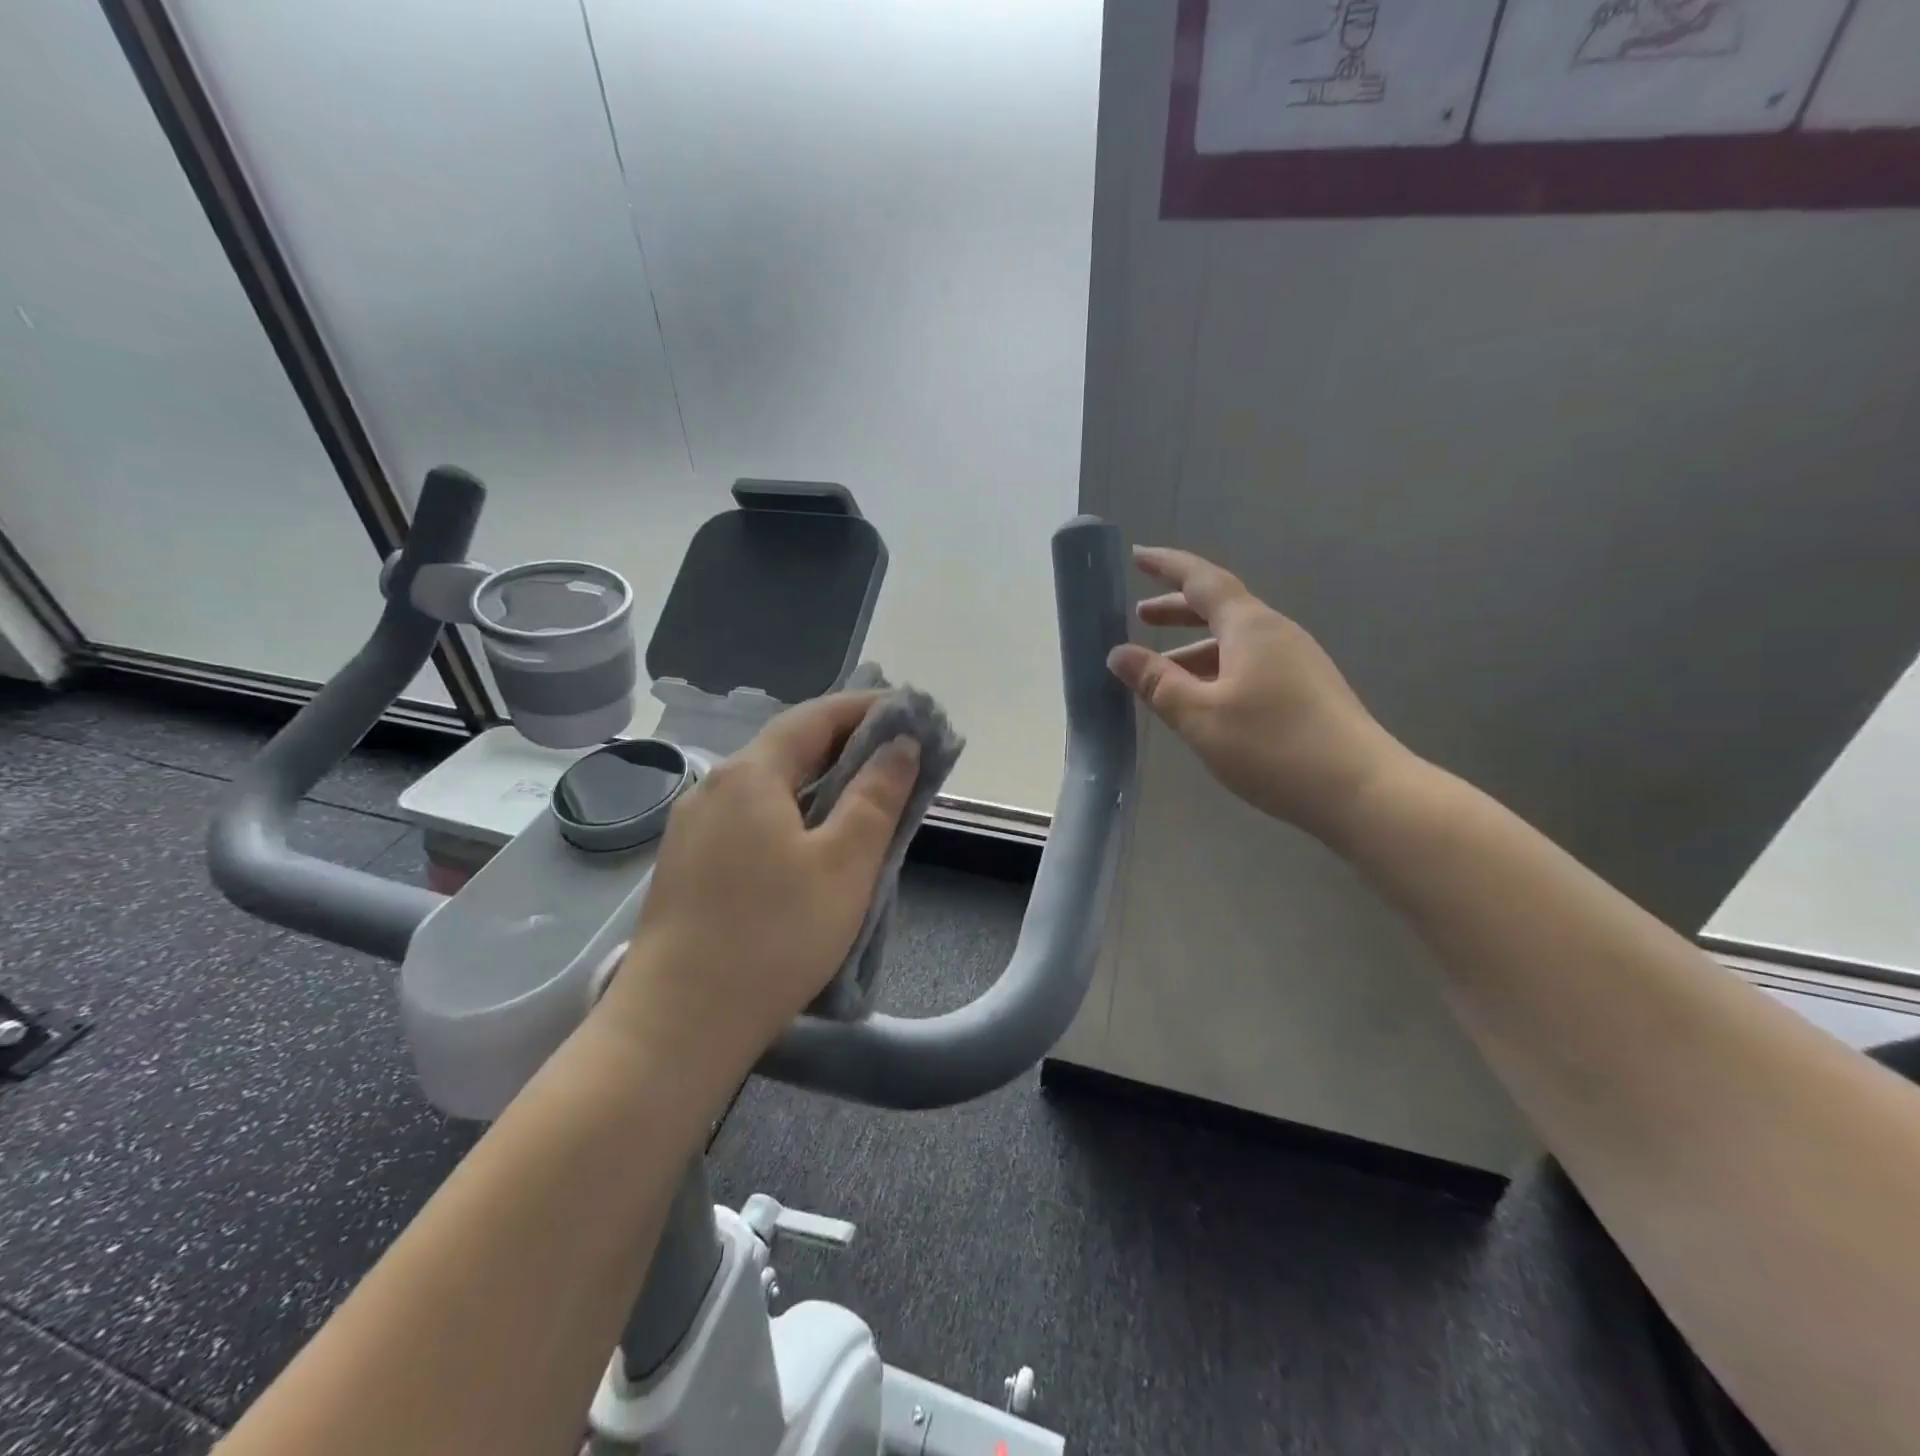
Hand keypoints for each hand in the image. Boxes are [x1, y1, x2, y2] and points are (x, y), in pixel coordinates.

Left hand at [597, 693, 919, 1080]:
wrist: (677, 1025)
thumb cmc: (774, 936)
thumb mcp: (845, 864)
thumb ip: (877, 796)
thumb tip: (901, 744)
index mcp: (750, 774)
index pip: (815, 717)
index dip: (866, 708)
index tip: (910, 711)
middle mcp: (713, 787)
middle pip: (788, 749)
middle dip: (846, 745)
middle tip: (898, 756)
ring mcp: (693, 828)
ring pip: (769, 788)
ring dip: (819, 783)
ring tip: (864, 798)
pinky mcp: (688, 866)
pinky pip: (751, 820)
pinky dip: (792, 814)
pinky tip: (812, 844)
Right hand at [1106, 546, 1409, 843]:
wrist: (1361, 791)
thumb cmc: (1273, 746)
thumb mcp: (1200, 716)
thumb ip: (1157, 682)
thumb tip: (1118, 653)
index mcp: (1250, 627)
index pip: (1202, 581)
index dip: (1168, 566)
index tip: (1138, 556)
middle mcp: (1275, 634)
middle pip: (1220, 608)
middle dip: (1177, 609)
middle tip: (1140, 615)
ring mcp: (1296, 662)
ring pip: (1234, 642)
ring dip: (1194, 647)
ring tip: (1160, 670)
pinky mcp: (1306, 691)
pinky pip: (1249, 665)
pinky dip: (1216, 670)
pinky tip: (1202, 700)